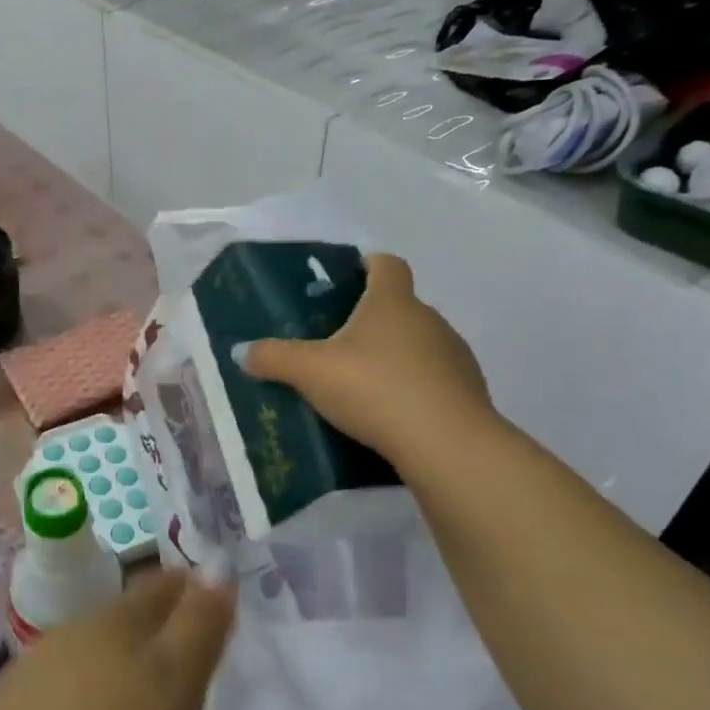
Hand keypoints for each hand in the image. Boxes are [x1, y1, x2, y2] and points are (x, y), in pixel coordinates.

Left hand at [0, 570, 234, 709]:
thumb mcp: (173, 687)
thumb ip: (197, 627)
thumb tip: (216, 565)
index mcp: (118, 619)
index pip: (163, 585)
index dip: (192, 586)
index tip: (216, 596)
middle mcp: (75, 631)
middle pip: (126, 616)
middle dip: (158, 624)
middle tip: (189, 650)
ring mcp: (37, 669)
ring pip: (94, 651)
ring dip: (121, 662)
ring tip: (144, 693)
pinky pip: (66, 689)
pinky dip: (89, 696)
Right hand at [239, 252, 492, 464]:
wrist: (447, 445)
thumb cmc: (375, 388)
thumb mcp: (310, 372)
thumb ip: (273, 358)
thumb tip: (241, 351)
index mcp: (392, 302)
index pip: (387, 264)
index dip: (367, 265)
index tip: (347, 277)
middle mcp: (429, 319)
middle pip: (400, 306)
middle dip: (371, 319)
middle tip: (336, 343)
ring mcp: (454, 356)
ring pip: (418, 344)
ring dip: (393, 356)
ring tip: (361, 384)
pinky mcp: (469, 393)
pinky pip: (433, 380)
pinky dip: (413, 388)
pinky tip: (390, 414)